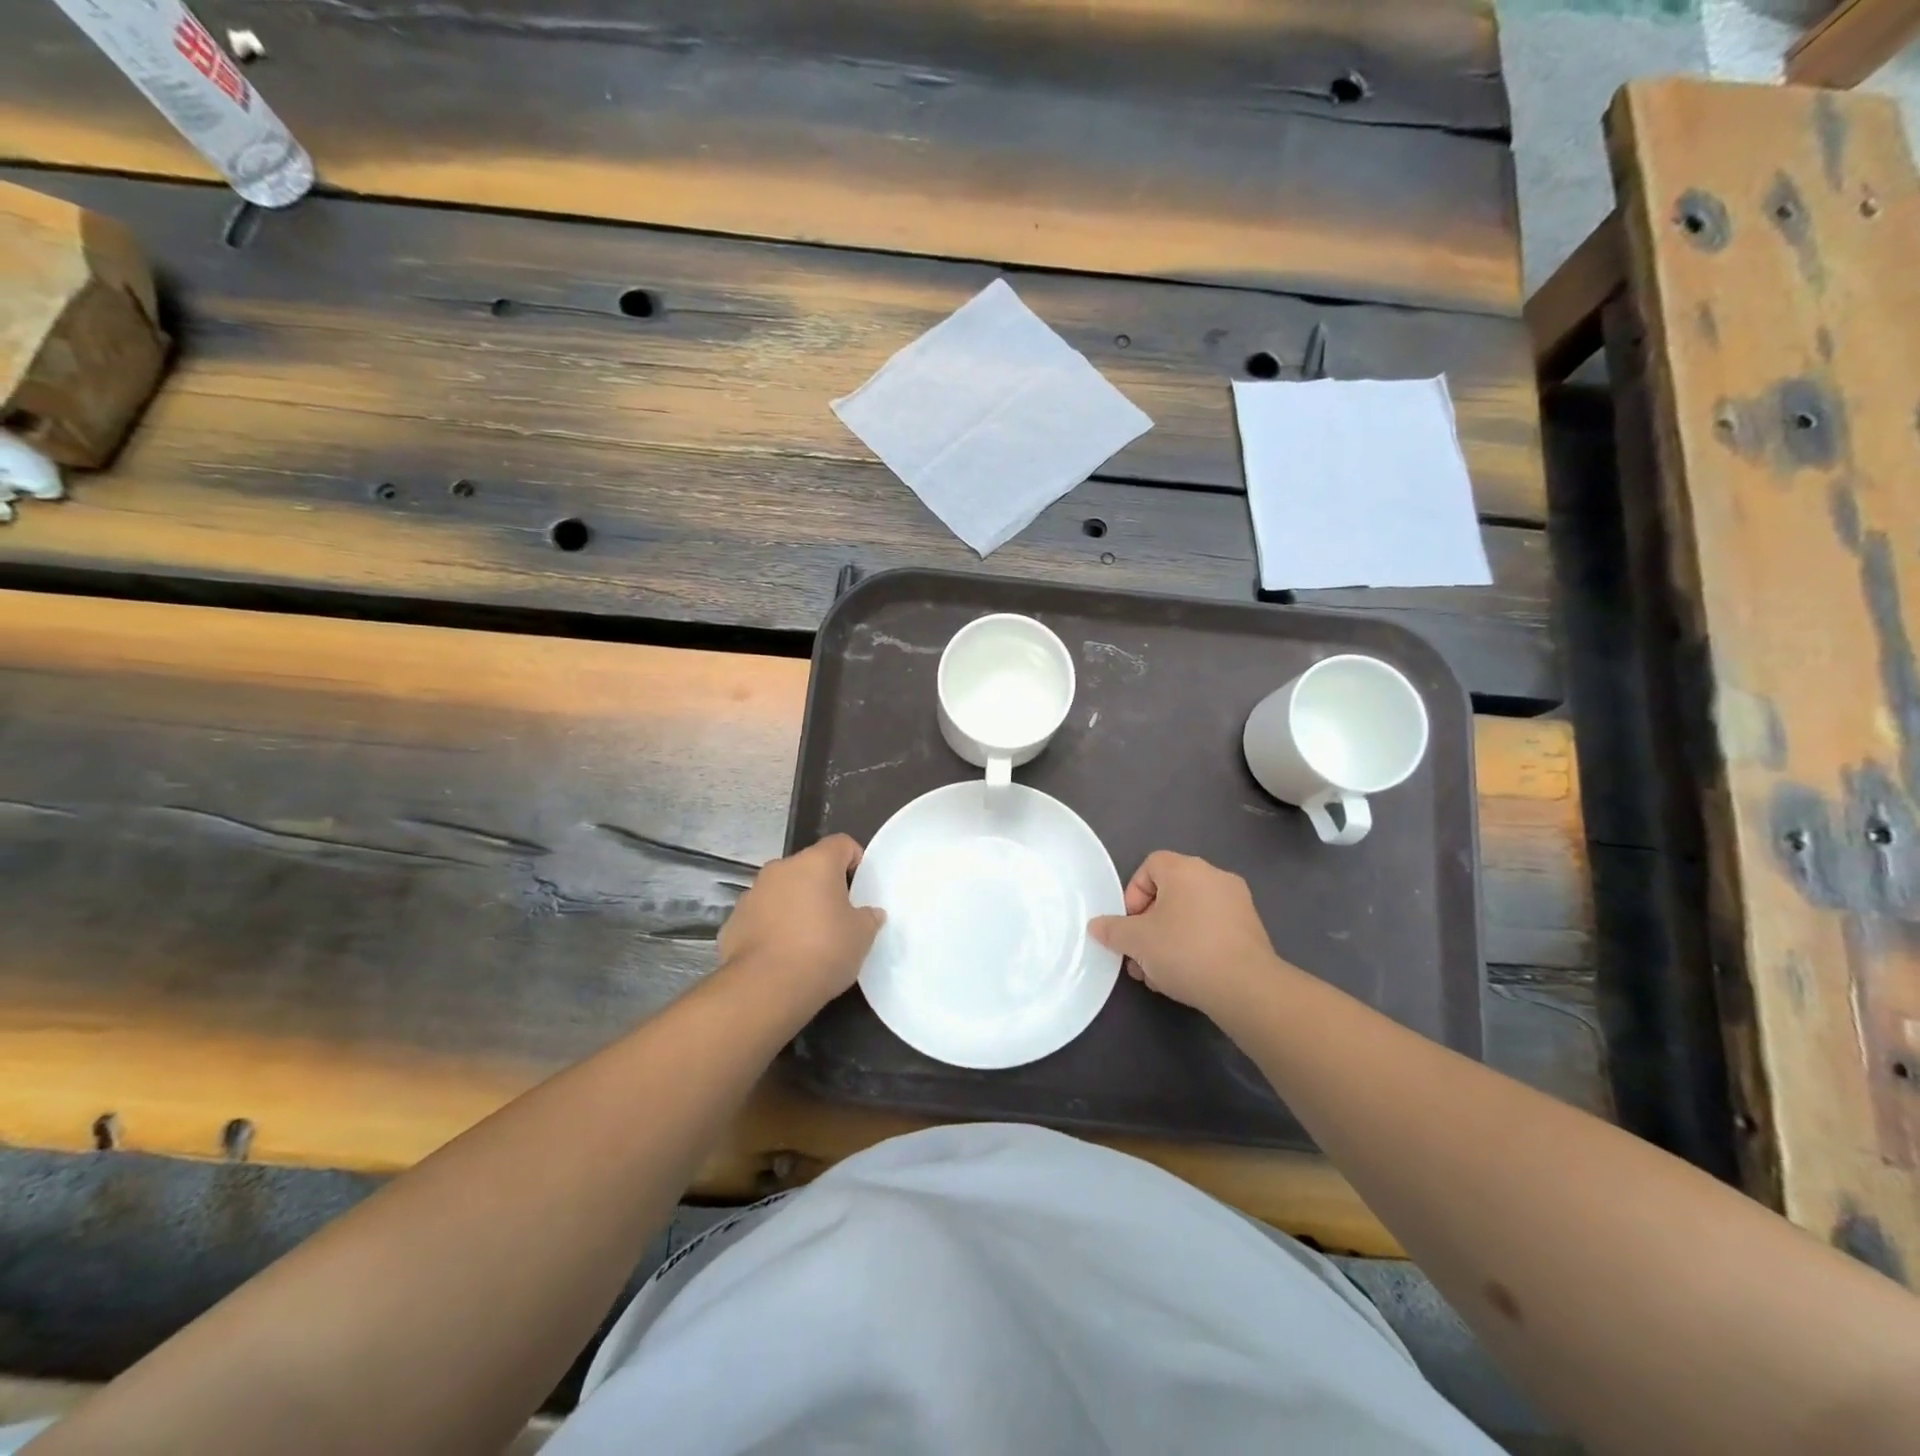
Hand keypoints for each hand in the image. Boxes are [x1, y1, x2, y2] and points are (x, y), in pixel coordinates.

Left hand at [718, 834, 883, 1010]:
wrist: (765, 988)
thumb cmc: (823, 951)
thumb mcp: (862, 936)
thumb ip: (868, 917)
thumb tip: (868, 913)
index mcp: (816, 862)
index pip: (842, 844)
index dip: (855, 861)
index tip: (861, 889)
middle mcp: (781, 868)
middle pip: (809, 868)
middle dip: (823, 887)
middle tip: (837, 918)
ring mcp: (752, 893)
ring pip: (782, 891)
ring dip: (795, 906)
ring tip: (807, 940)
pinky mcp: (733, 921)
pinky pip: (761, 916)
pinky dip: (772, 927)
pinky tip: (782, 955)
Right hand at [1089, 851, 1283, 1019]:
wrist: (1246, 988)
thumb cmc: (1185, 951)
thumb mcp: (1136, 941)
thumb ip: (1112, 930)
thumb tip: (1097, 926)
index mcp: (1186, 869)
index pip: (1150, 866)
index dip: (1133, 894)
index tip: (1130, 926)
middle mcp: (1214, 876)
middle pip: (1169, 893)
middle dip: (1148, 923)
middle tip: (1140, 954)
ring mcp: (1237, 902)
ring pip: (1189, 914)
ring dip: (1168, 938)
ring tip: (1158, 973)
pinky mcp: (1251, 928)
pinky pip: (1211, 928)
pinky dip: (1194, 945)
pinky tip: (1186, 976)